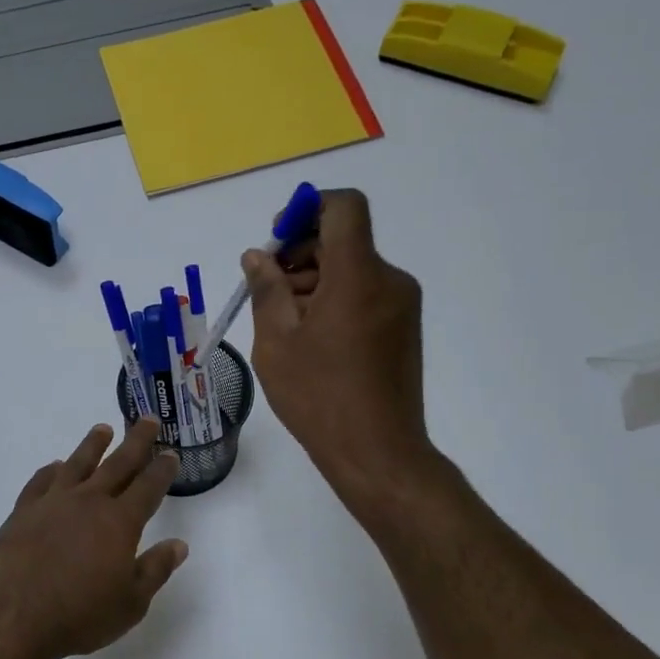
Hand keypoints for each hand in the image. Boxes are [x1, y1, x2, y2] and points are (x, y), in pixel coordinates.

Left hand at [0, 419, 188, 658]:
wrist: (14, 616)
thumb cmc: (80, 615)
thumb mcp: (130, 603)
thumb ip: (155, 570)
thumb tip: (179, 545)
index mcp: (119, 522)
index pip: (148, 487)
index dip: (162, 469)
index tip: (171, 454)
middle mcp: (88, 502)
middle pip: (117, 464)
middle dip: (136, 441)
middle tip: (148, 419)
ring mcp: (52, 503)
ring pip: (77, 464)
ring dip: (93, 445)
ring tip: (103, 429)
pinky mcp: (22, 512)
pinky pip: (40, 482)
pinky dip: (51, 471)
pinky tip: (56, 466)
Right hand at [244, 188, 435, 493]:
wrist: (377, 451)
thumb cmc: (318, 397)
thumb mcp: (276, 343)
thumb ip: (266, 291)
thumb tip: (257, 257)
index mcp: (358, 276)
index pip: (344, 207)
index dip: (307, 209)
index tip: (276, 240)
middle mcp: (388, 280)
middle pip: (344, 241)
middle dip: (300, 255)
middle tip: (266, 292)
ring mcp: (401, 306)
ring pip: (352, 271)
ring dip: (314, 283)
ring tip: (283, 326)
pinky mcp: (403, 329)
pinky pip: (365, 296)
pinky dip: (334, 302)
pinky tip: (310, 341)